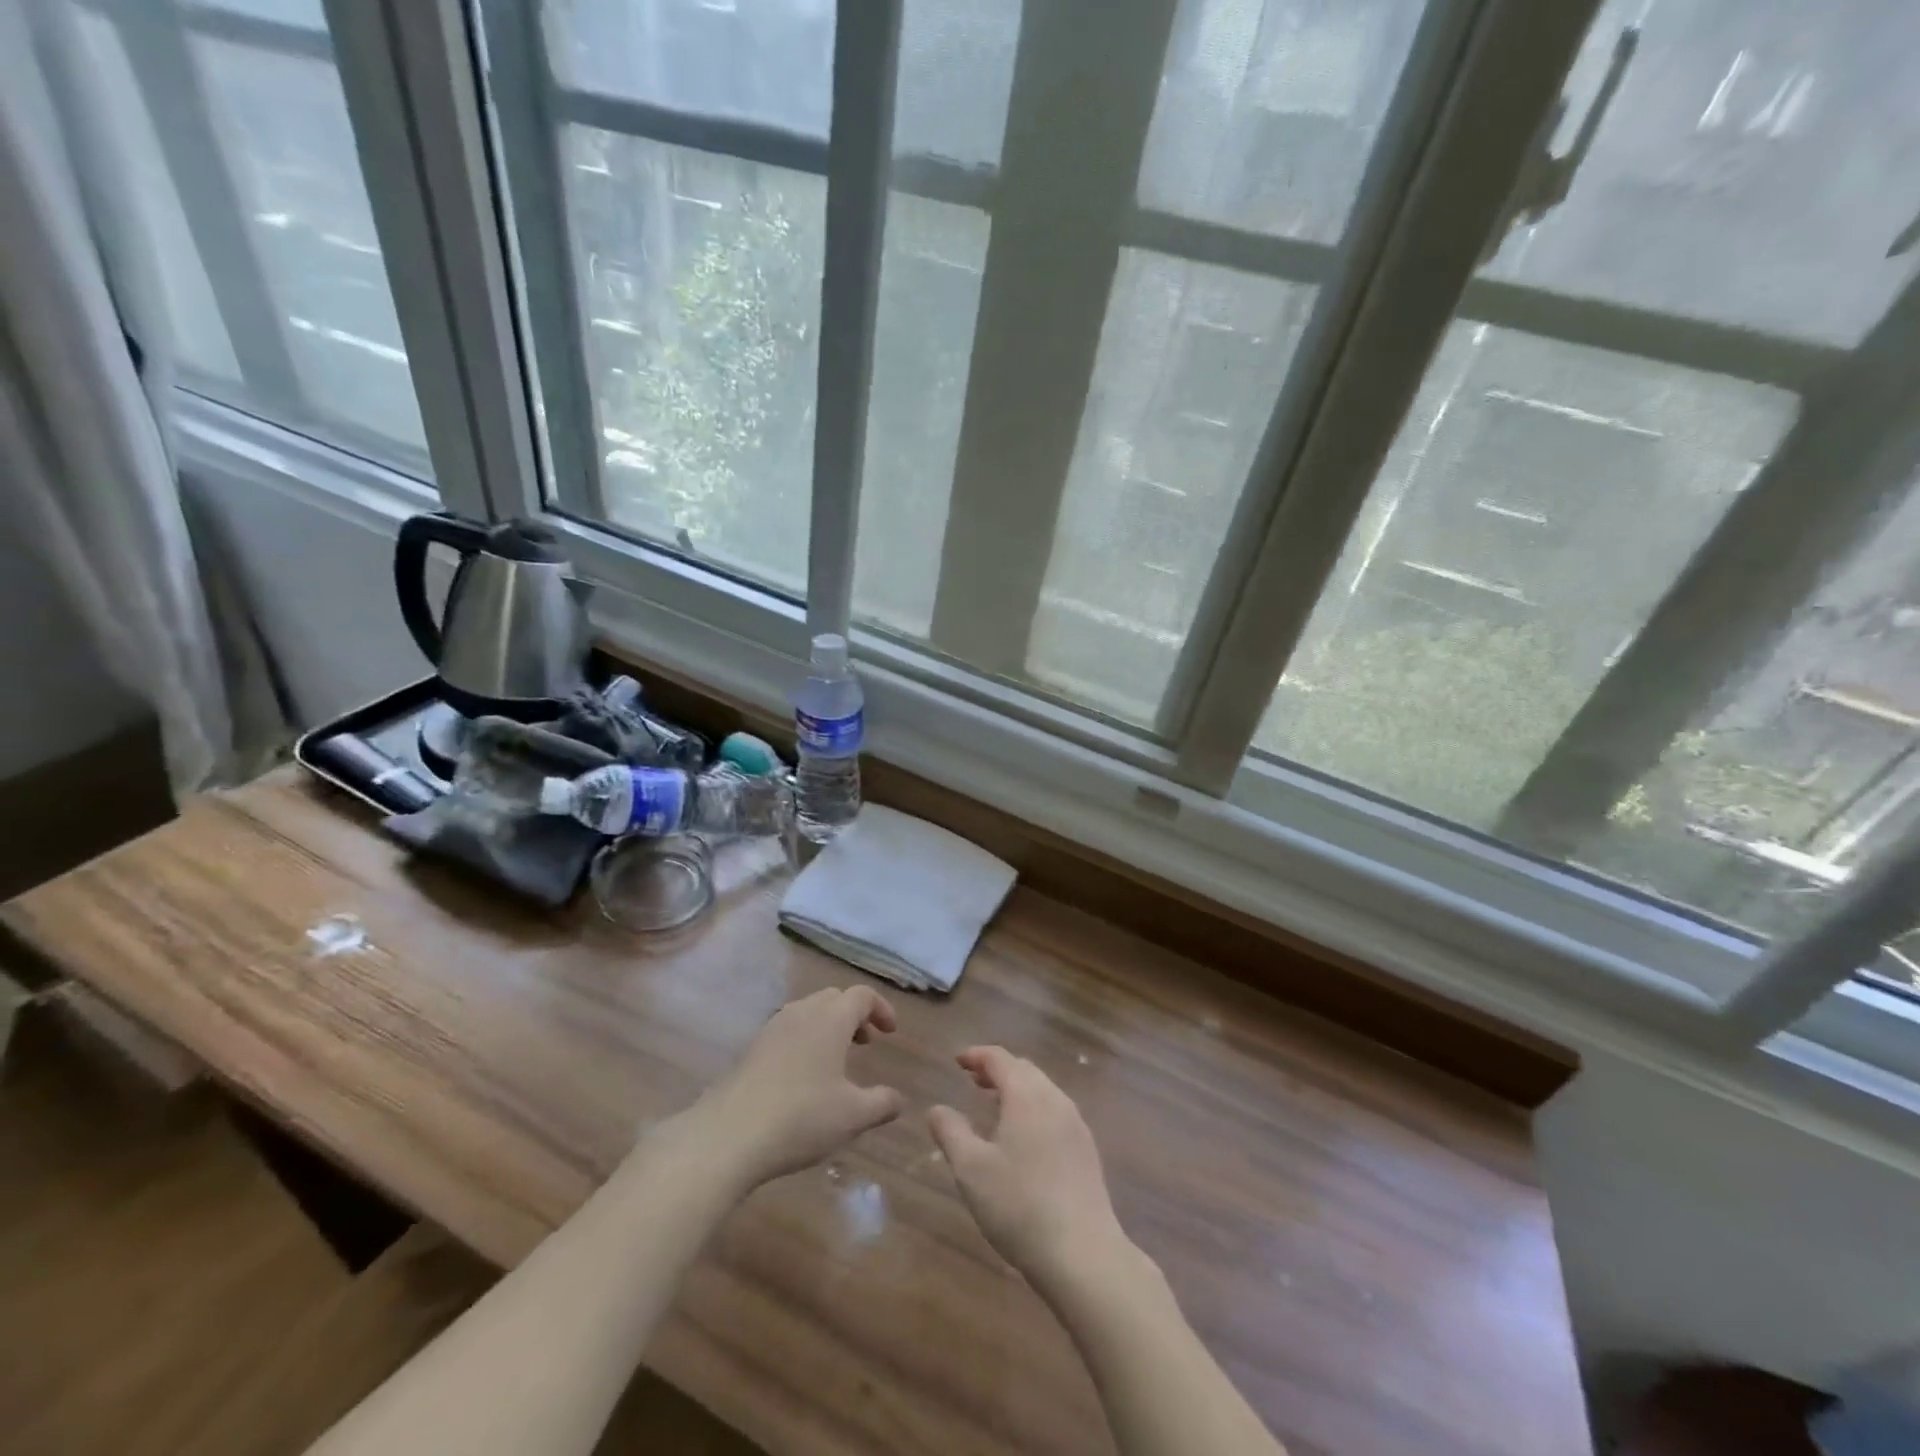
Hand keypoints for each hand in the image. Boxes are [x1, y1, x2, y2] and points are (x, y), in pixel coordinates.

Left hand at [697, 986, 903, 1188]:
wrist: (727, 1136)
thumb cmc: (801, 1118)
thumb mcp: (853, 1116)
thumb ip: (882, 1104)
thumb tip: (898, 1099)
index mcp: (830, 1019)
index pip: (862, 995)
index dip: (881, 1008)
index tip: (891, 1032)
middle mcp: (801, 1013)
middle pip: (833, 998)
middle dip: (854, 1015)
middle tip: (866, 1043)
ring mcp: (772, 1029)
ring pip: (807, 1012)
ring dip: (827, 1027)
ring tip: (836, 1060)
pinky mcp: (751, 1049)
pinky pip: (787, 1031)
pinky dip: (804, 1040)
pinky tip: (803, 1077)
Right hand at [929, 1047, 1131, 1288]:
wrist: (1083, 1254)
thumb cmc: (1019, 1206)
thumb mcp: (971, 1169)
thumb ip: (951, 1132)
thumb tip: (936, 1109)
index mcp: (1026, 1095)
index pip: (999, 1058)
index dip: (976, 1055)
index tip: (957, 1061)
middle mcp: (1055, 1099)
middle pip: (1024, 1070)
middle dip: (997, 1070)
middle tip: (972, 1081)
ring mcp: (1075, 1125)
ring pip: (1042, 1091)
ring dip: (1016, 1090)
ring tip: (993, 1107)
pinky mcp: (1087, 1151)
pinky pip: (1055, 1113)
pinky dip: (1033, 1110)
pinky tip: (1022, 1139)